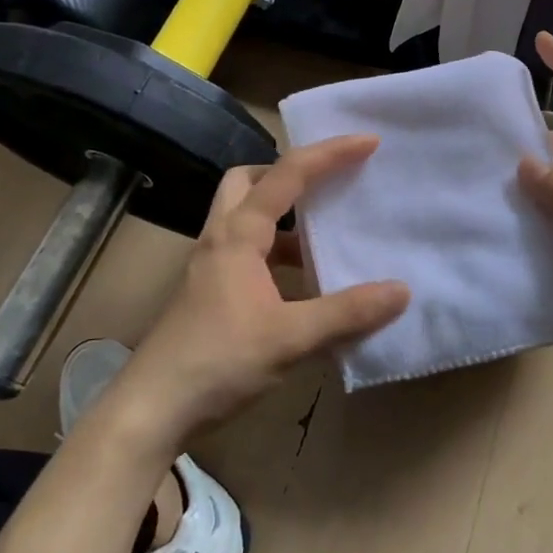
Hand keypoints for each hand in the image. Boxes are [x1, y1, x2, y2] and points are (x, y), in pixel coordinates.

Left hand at [102, 136, 408, 451]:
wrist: (151, 409)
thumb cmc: (217, 361)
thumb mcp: (290, 338)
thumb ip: (347, 313)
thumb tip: (401, 291)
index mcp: (238, 235)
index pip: (288, 175)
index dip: (330, 153)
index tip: (368, 142)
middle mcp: (220, 238)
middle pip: (248, 181)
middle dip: (287, 172)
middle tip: (325, 182)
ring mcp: (210, 265)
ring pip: (244, 216)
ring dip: (282, 214)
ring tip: (322, 231)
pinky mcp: (209, 292)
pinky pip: (246, 250)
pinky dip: (275, 250)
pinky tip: (301, 281)